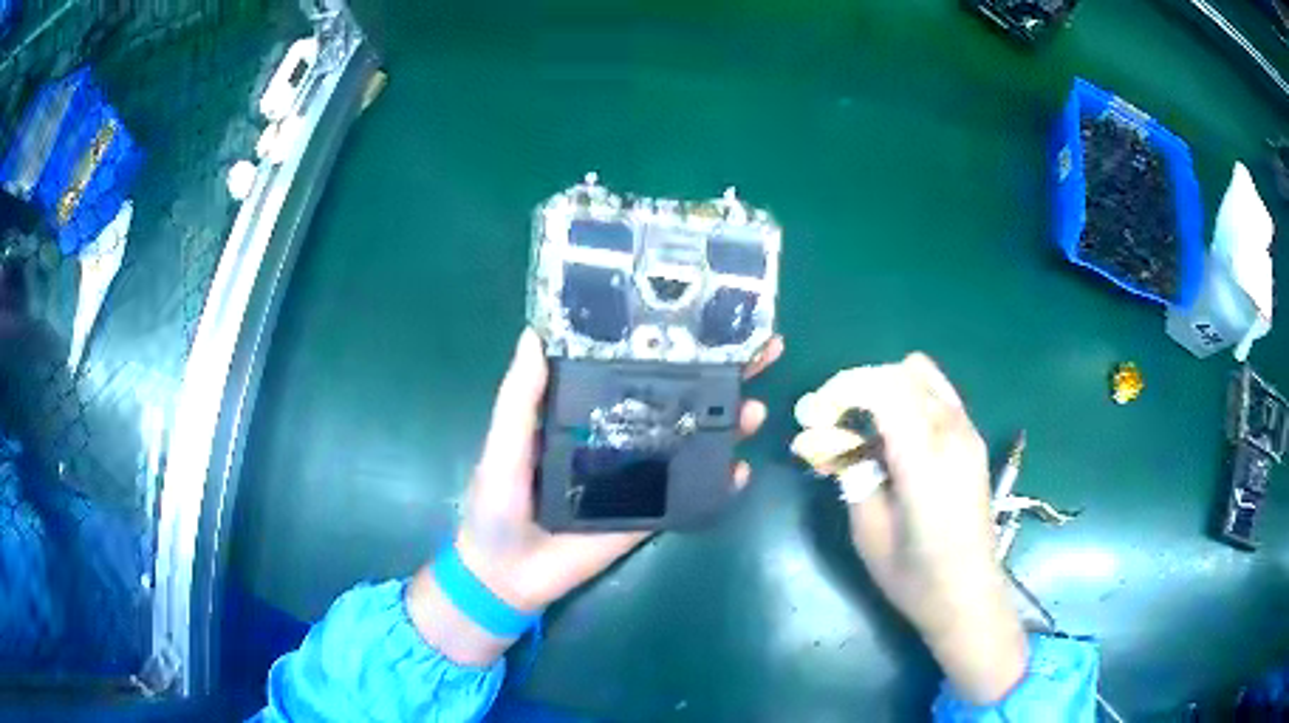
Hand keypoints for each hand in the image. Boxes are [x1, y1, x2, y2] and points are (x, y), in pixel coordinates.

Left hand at [409, 328, 782, 664]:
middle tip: (762, 352)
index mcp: (585, 412)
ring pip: (691, 443)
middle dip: (719, 377)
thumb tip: (535, 333)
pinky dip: (717, 484)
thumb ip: (519, 397)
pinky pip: (688, 495)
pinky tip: (738, 470)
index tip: (707, 321)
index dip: (670, 345)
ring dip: (726, 425)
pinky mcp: (648, 513)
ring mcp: (639, 476)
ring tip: (754, 409)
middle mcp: (620, 436)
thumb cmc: (497, 504)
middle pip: (676, 400)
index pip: (634, 369)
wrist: (507, 575)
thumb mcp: (504, 443)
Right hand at [792, 353, 1025, 704]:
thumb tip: (816, 439)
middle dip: (857, 388)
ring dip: (883, 389)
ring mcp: (968, 433)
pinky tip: (893, 434)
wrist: (968, 595)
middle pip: (900, 373)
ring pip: (921, 375)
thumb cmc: (914, 577)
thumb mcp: (869, 532)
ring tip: (862, 428)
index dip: (842, 389)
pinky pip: (937, 394)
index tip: (812, 417)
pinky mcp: (973, 440)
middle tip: (830, 424)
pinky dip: (907, 397)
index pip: (884, 388)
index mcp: (925, 461)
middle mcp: (952, 434)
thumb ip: (848, 475)